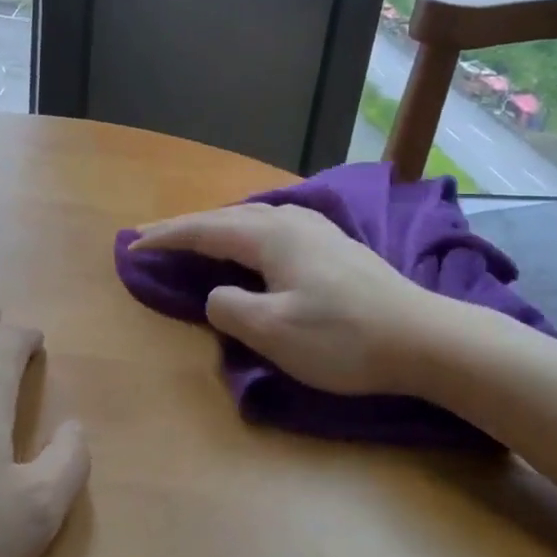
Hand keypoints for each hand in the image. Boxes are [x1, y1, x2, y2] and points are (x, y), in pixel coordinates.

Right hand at [133, 204, 443, 396]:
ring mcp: (316, 230)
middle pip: (225, 218)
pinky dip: (244, 237)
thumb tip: (217, 294)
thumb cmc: (343, 338)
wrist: (425, 339)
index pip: (203, 229)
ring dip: (216, 230)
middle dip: (186, 228)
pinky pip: (272, 231)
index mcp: (270, 235)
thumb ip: (229, 307)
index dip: (165, 238)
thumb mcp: (273, 332)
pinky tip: (250, 247)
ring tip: (193, 240)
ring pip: (251, 221)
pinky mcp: (333, 247)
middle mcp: (290, 220)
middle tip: (151, 240)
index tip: (131, 247)